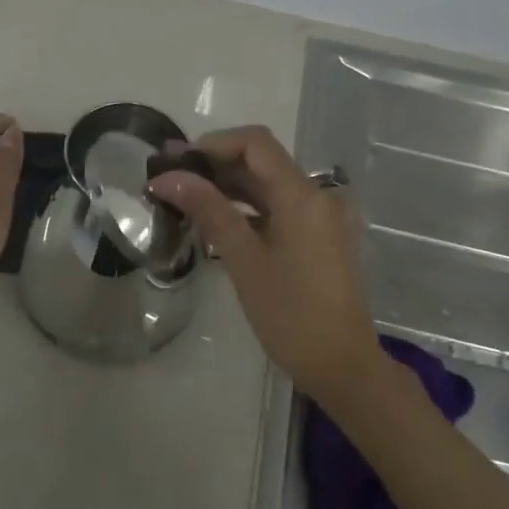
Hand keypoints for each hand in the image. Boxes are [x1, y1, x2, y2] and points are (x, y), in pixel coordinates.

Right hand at [150, 126, 386, 409]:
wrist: (341, 364)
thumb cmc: (290, 314)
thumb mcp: (244, 260)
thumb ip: (208, 210)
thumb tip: (168, 177)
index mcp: (304, 196)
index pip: (256, 144)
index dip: (213, 144)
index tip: (175, 159)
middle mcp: (319, 196)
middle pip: (263, 163)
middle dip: (215, 165)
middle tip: (168, 178)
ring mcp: (324, 217)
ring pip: (270, 186)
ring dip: (229, 187)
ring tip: (184, 198)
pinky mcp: (322, 237)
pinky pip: (280, 209)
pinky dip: (249, 208)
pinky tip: (217, 220)